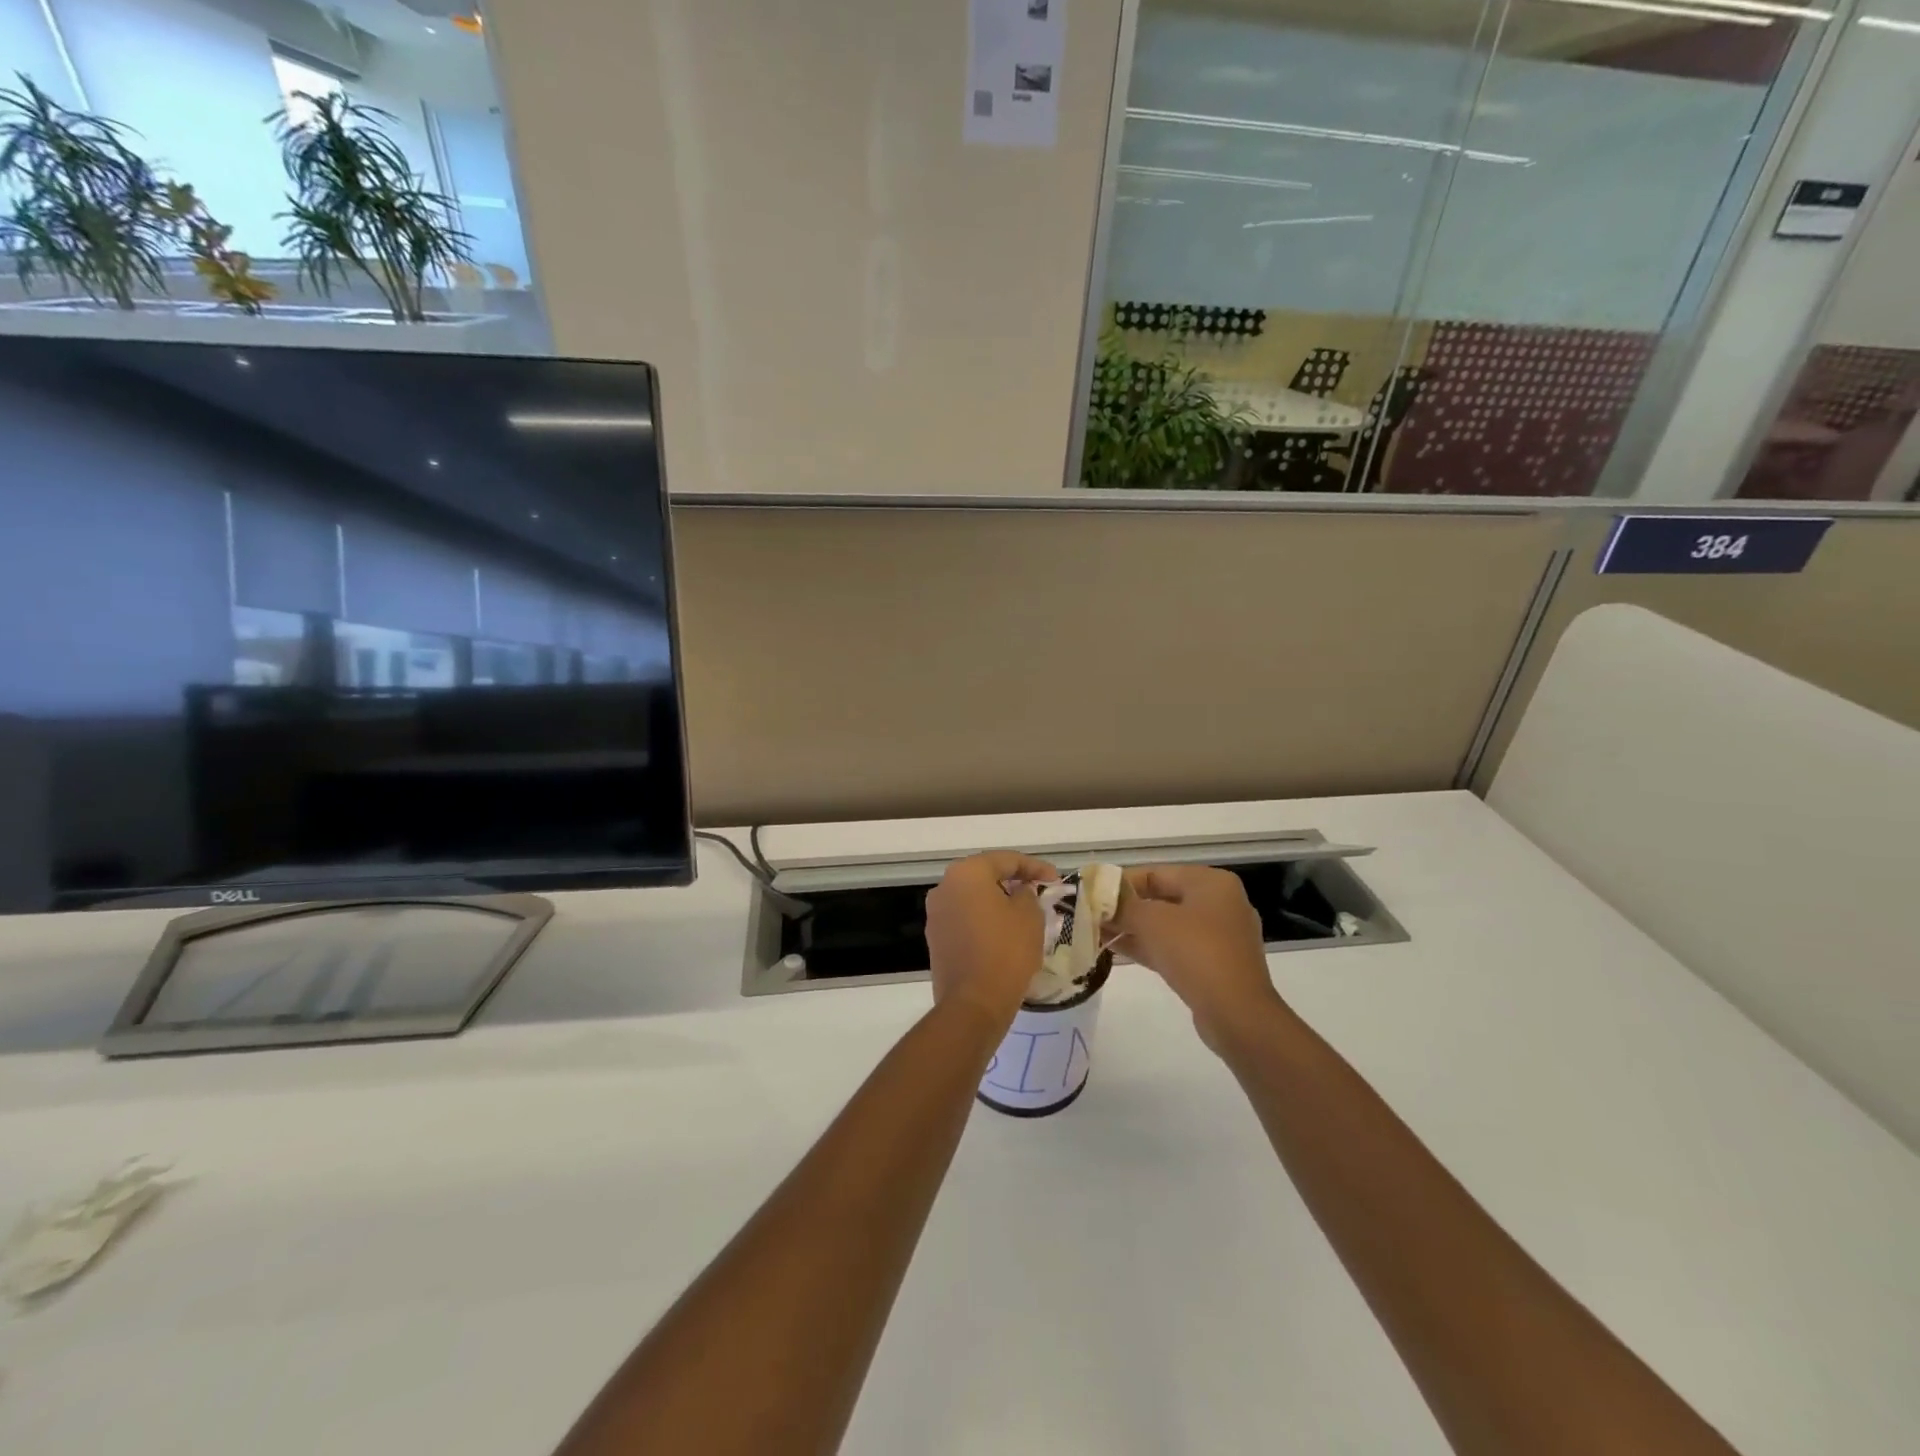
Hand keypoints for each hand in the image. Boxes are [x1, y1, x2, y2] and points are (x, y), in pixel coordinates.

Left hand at [924, 851, 1057, 1030]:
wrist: (974, 1002)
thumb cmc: (1006, 951)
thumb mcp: (1029, 915)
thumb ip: (1026, 893)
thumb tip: (1018, 892)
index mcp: (966, 873)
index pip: (1005, 860)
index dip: (1034, 866)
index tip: (1055, 879)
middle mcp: (944, 887)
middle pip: (985, 876)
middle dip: (1013, 881)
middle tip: (1039, 891)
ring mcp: (936, 914)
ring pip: (973, 898)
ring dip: (997, 901)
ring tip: (1024, 912)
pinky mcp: (936, 939)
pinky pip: (965, 919)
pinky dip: (984, 919)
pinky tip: (1004, 932)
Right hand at [1107, 865, 1286, 1054]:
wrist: (1237, 1014)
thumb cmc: (1195, 952)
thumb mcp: (1151, 921)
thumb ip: (1121, 904)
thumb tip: (1096, 895)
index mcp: (1211, 883)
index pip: (1156, 873)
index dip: (1120, 883)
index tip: (1091, 894)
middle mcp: (1219, 903)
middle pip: (1161, 898)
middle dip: (1125, 908)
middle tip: (1091, 915)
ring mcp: (1220, 937)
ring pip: (1166, 925)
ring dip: (1132, 928)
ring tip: (1096, 932)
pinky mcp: (1215, 965)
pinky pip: (1175, 947)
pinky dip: (1147, 946)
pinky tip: (1115, 950)